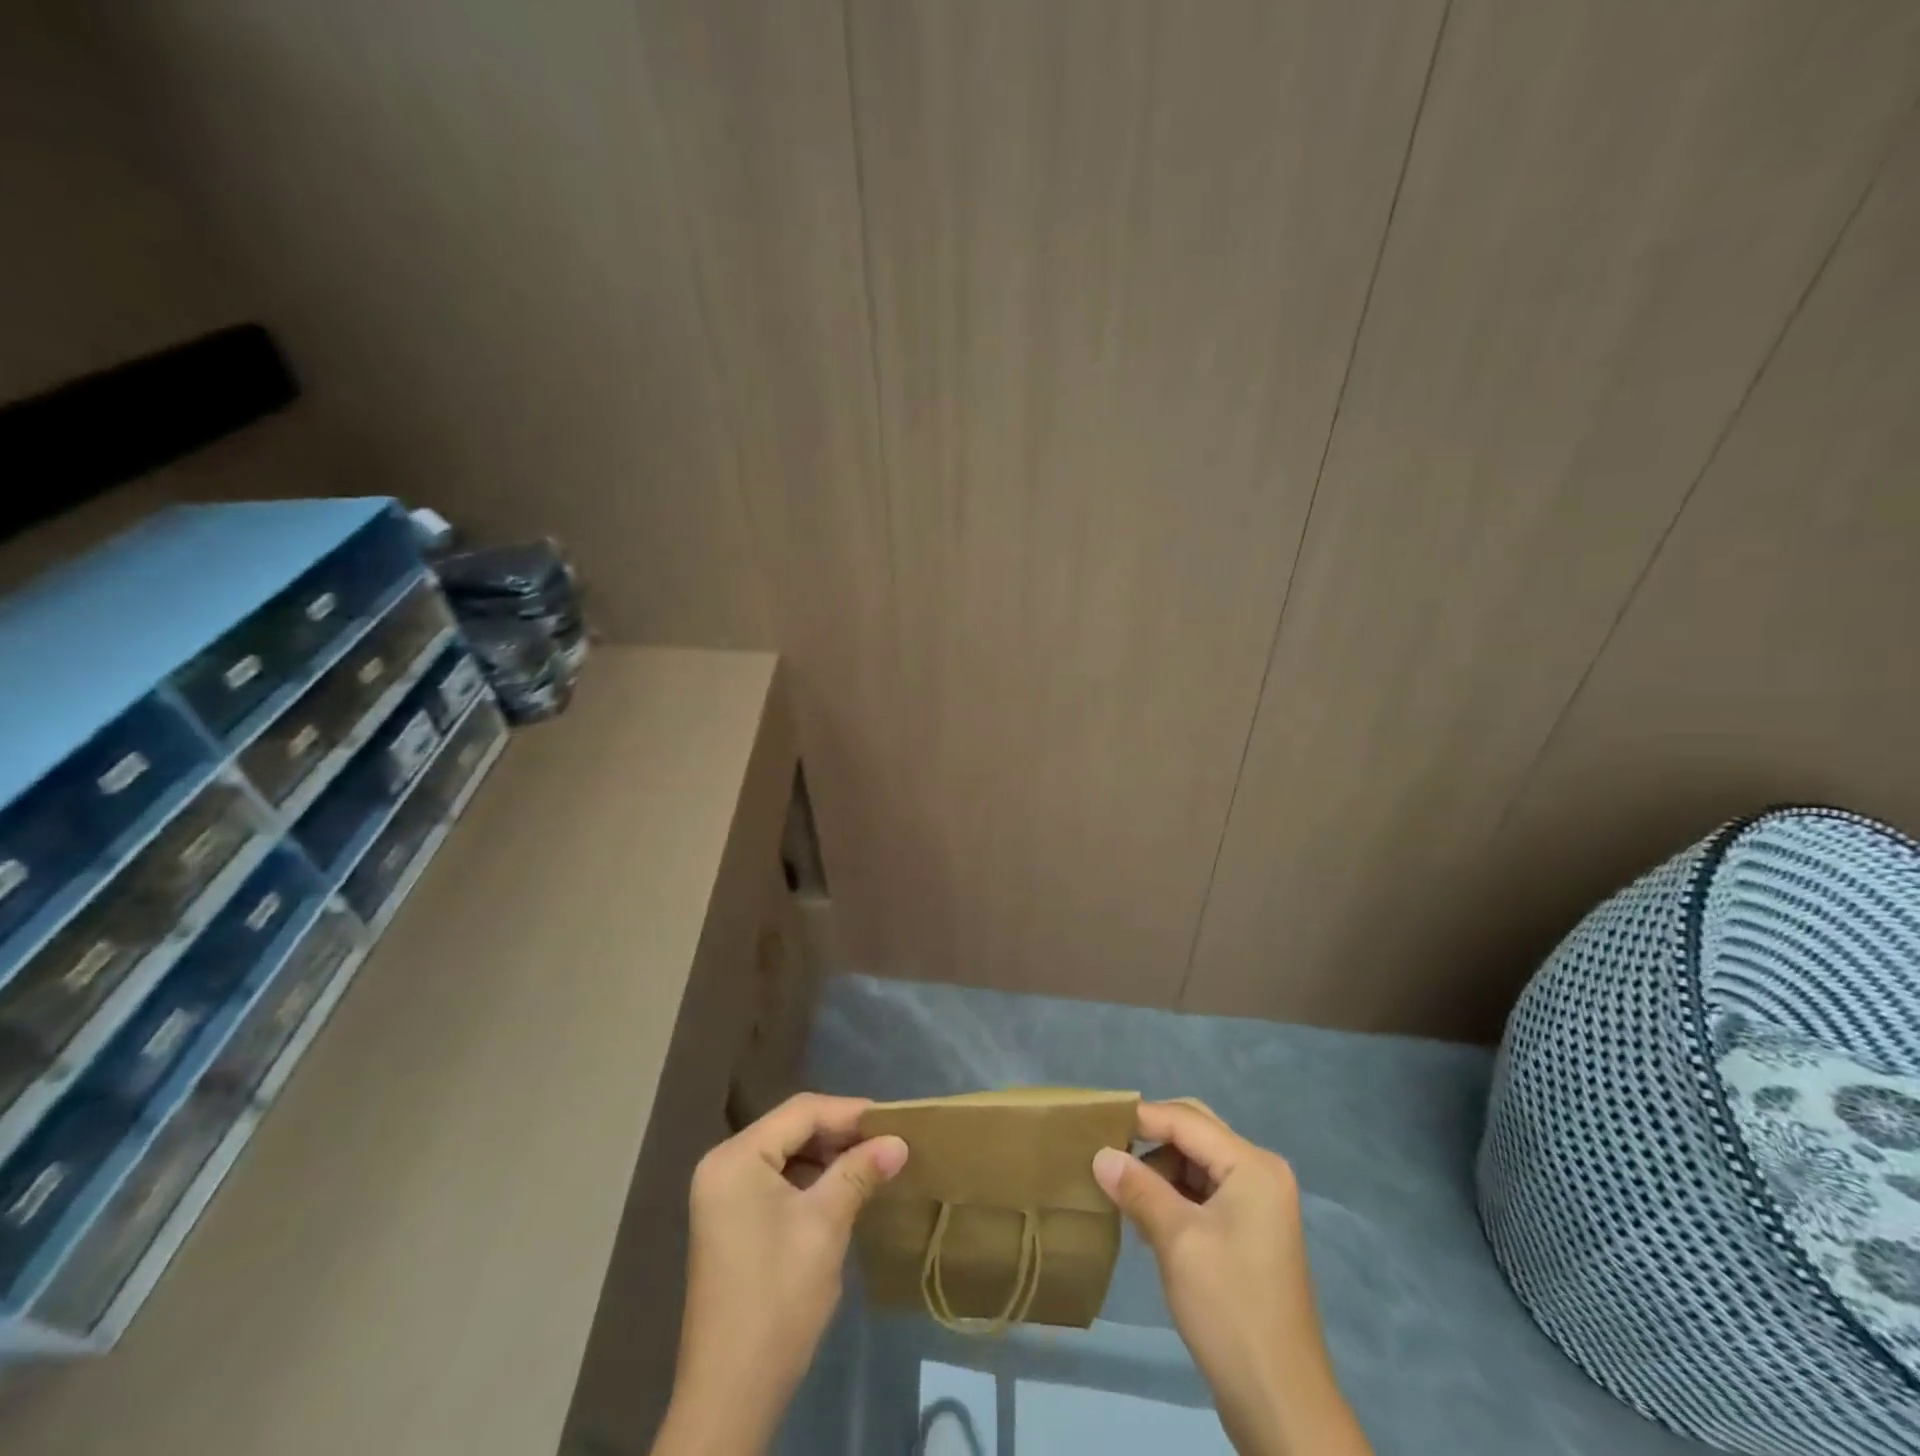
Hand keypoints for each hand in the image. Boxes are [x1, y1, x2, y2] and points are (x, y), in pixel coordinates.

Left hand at [653, 1093, 907, 1455]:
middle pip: (792, 1128)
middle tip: (887, 1142)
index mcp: (736, 1158)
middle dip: (841, 1133)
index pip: (801, 1112)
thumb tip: (898, 1142)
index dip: (850, 1112)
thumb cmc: (778, 1299)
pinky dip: (811, 1179)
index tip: (894, 1120)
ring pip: (787, 1153)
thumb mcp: (825, 1226)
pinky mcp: (732, 1220)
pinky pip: (777, 1179)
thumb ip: (859, 1173)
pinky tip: (843, 1189)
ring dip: (829, 1156)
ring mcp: (724, 1194)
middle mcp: (723, 1165)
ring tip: (873, 1163)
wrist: (731, 1395)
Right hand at [1092, 1100, 1370, 1455]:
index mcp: (1253, 1166)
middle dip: (1151, 1139)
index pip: (1186, 1121)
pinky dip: (1174, 1195)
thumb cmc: (1230, 1309)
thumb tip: (1099, 1154)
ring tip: (1120, 1189)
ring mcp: (1258, 1205)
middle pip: (1195, 1133)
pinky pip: (1204, 1192)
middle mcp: (1261, 1173)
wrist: (1281, 1404)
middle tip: (1106, 1150)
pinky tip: (1145, 1216)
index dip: (1140, 1118)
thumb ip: (1138, 1188)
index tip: (1095, 1123)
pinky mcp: (1250, 1233)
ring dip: (1159, 1169)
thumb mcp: (1177, 1241)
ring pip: (1197, 1162)